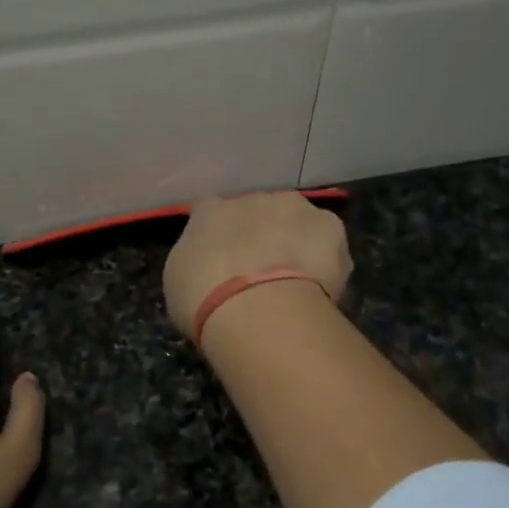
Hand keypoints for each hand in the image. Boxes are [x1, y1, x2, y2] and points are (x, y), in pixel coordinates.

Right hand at [162, 192, 352, 340]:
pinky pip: (326, 240)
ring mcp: (293, 207)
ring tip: (295, 282)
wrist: (258, 309)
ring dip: (294, 242)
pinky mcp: (329, 224)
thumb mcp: (179, 283)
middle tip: (259, 274)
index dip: (218, 236)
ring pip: (295, 221)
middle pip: (257, 213)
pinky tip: (320, 286)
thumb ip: (195, 262)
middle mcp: (251, 198)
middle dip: (259, 236)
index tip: (220, 261)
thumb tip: (206, 263)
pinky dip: (325, 258)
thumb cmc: (204, 300)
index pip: (209, 212)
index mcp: (209, 211)